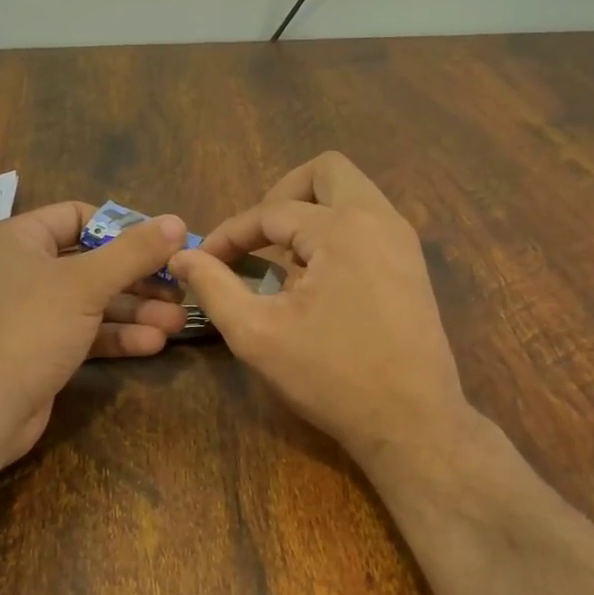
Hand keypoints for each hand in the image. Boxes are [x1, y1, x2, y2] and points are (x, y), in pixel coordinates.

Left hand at [0, 202, 187, 466]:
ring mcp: (32, 312)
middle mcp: (23, 270)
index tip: (163, 244)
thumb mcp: (85, 284)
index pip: (78, 216)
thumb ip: (133, 252)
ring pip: (93, 301)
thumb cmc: (29, 330)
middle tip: (181, 288)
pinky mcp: (42, 348)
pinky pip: (86, 332)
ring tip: (178, 322)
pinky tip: (153, 343)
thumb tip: (177, 221)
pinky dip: (117, 335)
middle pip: (93, 261)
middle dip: (138, 277)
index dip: (123, 228)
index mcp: (20, 239)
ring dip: (136, 310)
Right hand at [169, 152, 471, 476]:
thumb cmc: (330, 377)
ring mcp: (403, 242)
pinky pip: (368, 223)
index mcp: (343, 229)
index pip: (271, 211)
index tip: (202, 260)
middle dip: (281, 195)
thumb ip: (214, 287)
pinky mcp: (412, 266)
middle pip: (326, 171)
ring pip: (352, 194)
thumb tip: (181, 257)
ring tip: (281, 260)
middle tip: (256, 237)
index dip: (229, 234)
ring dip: (310, 214)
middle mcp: (380, 219)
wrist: (412, 423)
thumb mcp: (256, 333)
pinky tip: (315, 281)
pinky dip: (335, 234)